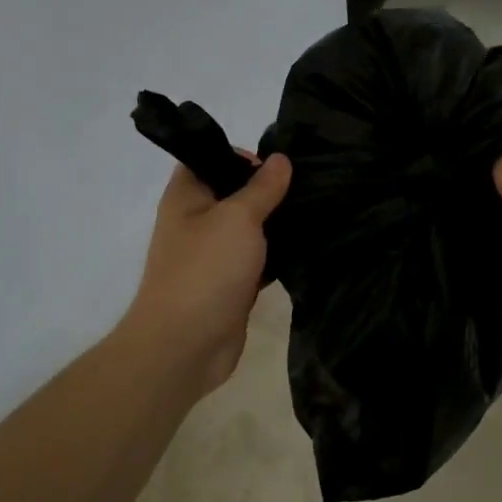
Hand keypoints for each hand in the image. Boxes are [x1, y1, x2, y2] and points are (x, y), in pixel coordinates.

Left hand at [121, 153, 291, 398]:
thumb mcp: (238, 218)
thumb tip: (281, 159)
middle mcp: (196, 221)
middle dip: (269, 191)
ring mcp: (213, 255)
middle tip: (308, 187)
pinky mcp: (231, 284)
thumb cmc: (205, 270)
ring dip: (277, 225)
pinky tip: (308, 249)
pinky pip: (258, 260)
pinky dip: (278, 256)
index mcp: (186, 196)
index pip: (210, 158)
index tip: (279, 165)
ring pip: (250, 229)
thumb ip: (262, 188)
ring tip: (315, 214)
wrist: (186, 345)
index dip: (241, 156)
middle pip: (235, 194)